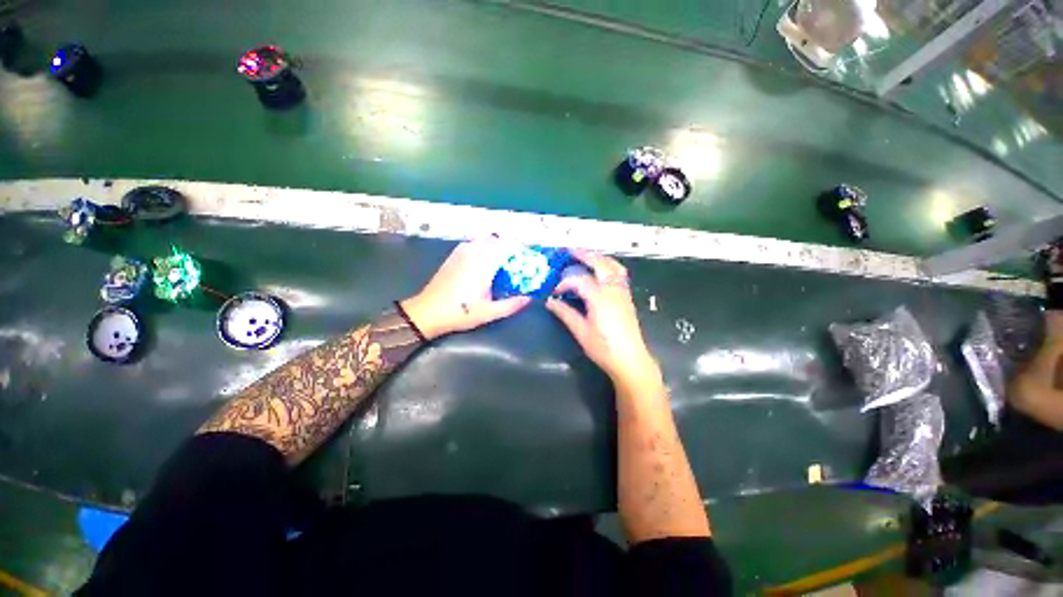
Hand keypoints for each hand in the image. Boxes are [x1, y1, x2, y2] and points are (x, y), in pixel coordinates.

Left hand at [400, 238, 531, 339]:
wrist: (427, 312)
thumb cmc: (460, 313)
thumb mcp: (489, 313)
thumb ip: (511, 305)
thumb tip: (528, 298)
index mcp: (483, 264)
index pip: (505, 245)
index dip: (519, 248)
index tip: (526, 257)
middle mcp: (472, 253)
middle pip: (495, 239)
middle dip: (508, 246)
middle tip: (516, 260)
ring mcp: (460, 252)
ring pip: (483, 239)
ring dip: (495, 245)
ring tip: (502, 260)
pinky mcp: (453, 256)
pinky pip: (472, 243)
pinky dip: (482, 246)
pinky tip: (484, 261)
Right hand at [545, 249, 658, 381]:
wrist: (630, 359)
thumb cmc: (604, 348)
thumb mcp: (581, 332)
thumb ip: (565, 313)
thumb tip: (550, 302)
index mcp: (600, 298)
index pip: (579, 280)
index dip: (565, 283)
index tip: (556, 292)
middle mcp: (613, 290)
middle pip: (599, 263)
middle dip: (584, 255)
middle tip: (570, 250)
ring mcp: (622, 292)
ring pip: (613, 266)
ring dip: (599, 257)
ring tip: (586, 255)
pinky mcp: (627, 297)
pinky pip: (619, 273)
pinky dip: (609, 265)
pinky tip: (601, 269)